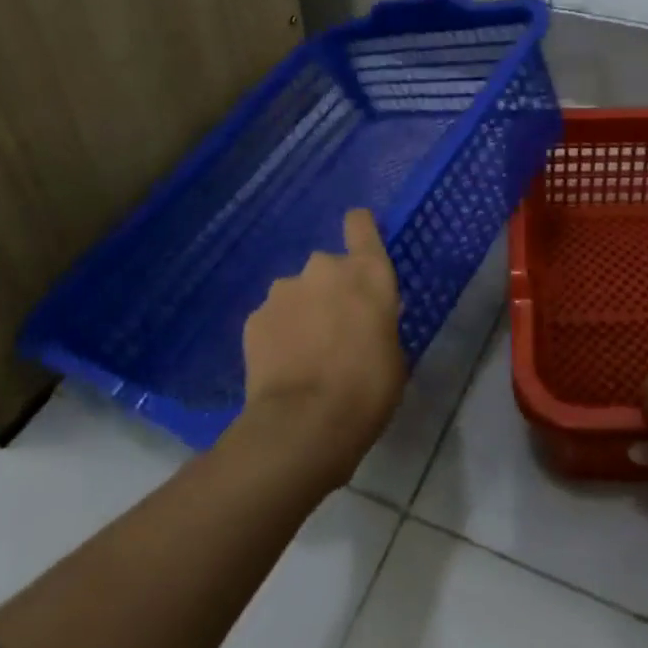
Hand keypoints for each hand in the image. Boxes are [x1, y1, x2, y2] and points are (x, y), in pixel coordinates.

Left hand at [240, 208, 403, 480]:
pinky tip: (282, 368)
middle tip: (334, 330)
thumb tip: (364, 322)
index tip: (359, 244)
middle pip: (327, 266)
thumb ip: (378, 322)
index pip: (361, 223)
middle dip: (329, 290)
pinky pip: (272, 319)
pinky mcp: (254, 317)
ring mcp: (284, 290)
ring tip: (304, 355)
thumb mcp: (393, 353)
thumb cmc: (368, 389)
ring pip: (296, 294)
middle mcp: (324, 268)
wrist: (305, 423)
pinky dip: (277, 335)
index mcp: (368, 272)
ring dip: (302, 313)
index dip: (360, 229)